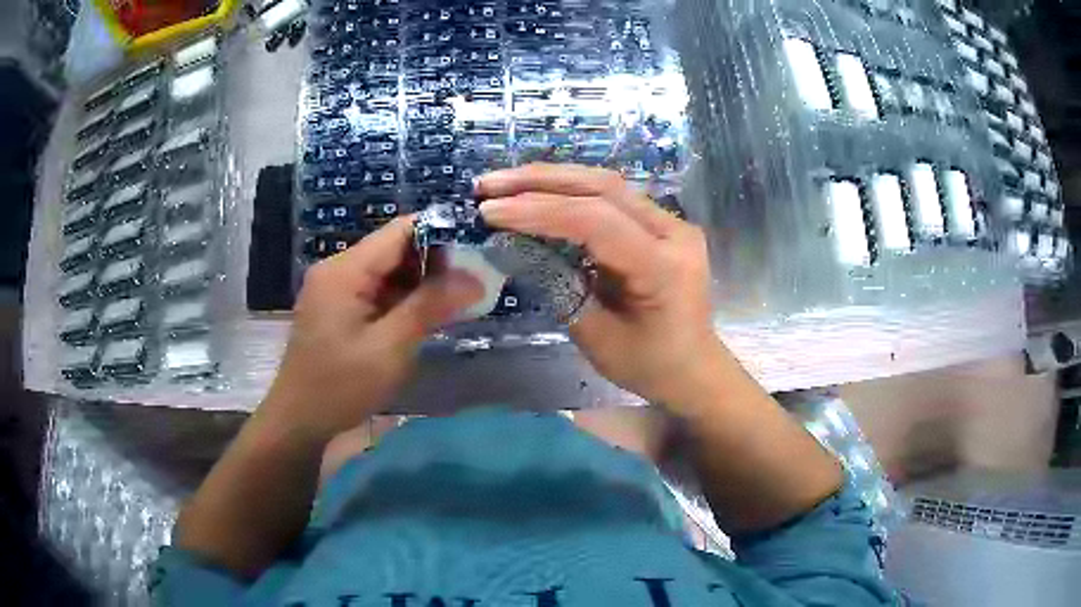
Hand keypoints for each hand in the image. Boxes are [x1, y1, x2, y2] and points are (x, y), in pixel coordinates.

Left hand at [259, 217, 481, 442]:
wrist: (298, 420)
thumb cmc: (341, 386)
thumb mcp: (390, 348)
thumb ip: (430, 306)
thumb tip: (474, 278)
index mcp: (345, 269)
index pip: (401, 231)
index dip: (440, 235)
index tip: (476, 253)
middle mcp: (338, 269)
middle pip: (394, 249)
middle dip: (434, 263)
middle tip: (474, 282)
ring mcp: (335, 288)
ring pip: (387, 271)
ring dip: (420, 283)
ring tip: (458, 299)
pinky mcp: (336, 308)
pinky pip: (375, 291)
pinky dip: (402, 299)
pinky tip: (426, 316)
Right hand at [477, 164, 730, 407]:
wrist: (694, 367)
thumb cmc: (649, 364)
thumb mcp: (597, 338)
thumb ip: (559, 286)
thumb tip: (516, 245)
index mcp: (663, 267)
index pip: (596, 222)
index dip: (539, 211)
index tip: (490, 211)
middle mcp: (674, 233)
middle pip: (603, 188)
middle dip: (539, 181)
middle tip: (488, 184)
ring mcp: (670, 223)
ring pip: (606, 185)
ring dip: (551, 179)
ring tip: (503, 183)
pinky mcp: (660, 223)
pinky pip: (611, 198)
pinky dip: (569, 192)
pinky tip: (537, 193)